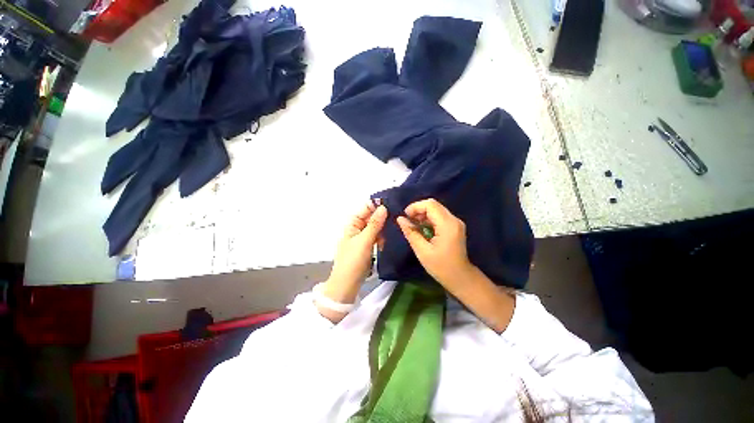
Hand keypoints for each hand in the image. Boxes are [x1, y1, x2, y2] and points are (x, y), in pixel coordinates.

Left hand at [323, 203, 386, 304]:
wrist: (347, 284)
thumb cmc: (353, 260)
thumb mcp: (364, 240)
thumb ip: (374, 224)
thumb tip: (383, 207)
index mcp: (352, 224)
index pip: (365, 208)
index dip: (377, 205)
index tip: (392, 203)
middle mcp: (357, 228)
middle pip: (371, 217)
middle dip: (382, 216)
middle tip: (397, 216)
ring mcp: (362, 238)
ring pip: (375, 227)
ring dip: (383, 227)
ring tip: (394, 228)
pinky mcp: (367, 246)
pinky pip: (376, 237)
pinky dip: (381, 237)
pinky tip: (387, 240)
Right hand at [397, 198, 515, 332]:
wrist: (460, 277)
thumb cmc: (440, 266)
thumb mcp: (422, 251)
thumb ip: (411, 232)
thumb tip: (400, 219)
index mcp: (447, 225)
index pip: (430, 205)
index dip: (415, 207)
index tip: (405, 216)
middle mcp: (454, 220)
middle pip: (434, 205)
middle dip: (418, 210)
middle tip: (408, 221)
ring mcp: (455, 222)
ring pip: (436, 209)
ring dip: (423, 214)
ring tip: (414, 225)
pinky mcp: (454, 226)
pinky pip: (439, 216)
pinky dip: (429, 219)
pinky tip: (422, 228)